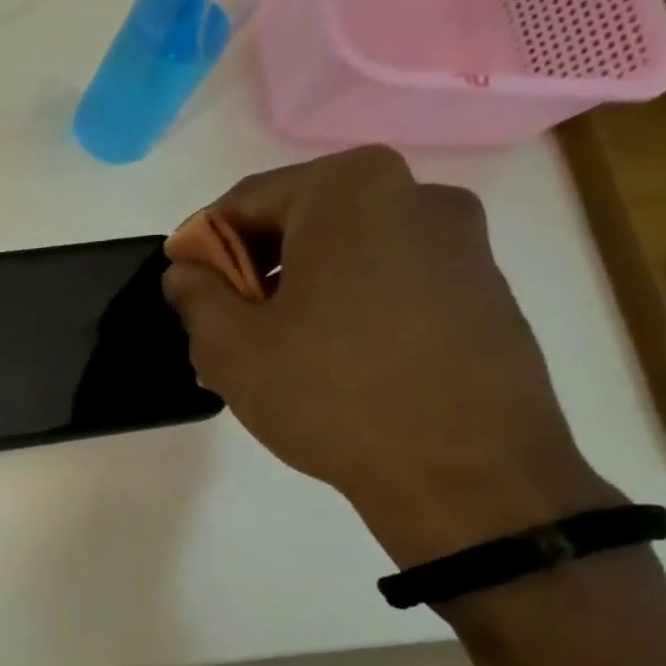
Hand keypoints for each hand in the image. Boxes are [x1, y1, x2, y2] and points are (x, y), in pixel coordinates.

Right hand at [162, 147, 620, 564]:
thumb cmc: (331, 393)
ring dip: (293, 291)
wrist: (467, 474)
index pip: (244, 201)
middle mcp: (414, 195)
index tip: (182, 292)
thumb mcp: (230, 346)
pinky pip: (387, 281)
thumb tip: (188, 273)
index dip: (198, 247)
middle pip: (298, 221)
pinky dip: (343, 307)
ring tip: (267, 352)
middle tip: (218, 327)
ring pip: (343, 254)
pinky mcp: (483, 291)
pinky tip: (323, 362)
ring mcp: (460, 243)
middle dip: (248, 271)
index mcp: (350, 190)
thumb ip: (195, 295)